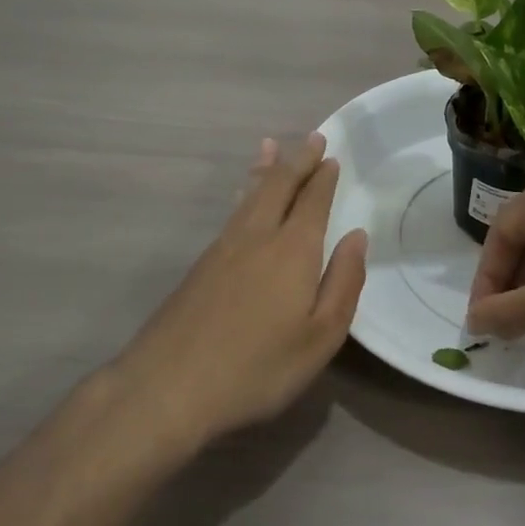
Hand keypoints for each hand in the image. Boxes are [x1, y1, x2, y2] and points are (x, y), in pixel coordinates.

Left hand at [118, 133, 367, 447]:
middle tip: (312, 138)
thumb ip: (343, 283)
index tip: (331, 156)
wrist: (168, 387)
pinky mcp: (200, 266)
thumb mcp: (320, 337)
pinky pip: (231, 213)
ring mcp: (223, 249)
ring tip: (270, 146)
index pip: (312, 202)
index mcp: (292, 251)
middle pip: (278, 187)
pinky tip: (241, 198)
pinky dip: (243, 193)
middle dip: (297, 161)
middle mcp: (257, 237)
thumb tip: (356, 236)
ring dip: (264, 169)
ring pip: (249, 195)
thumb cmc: (256, 368)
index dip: (323, 178)